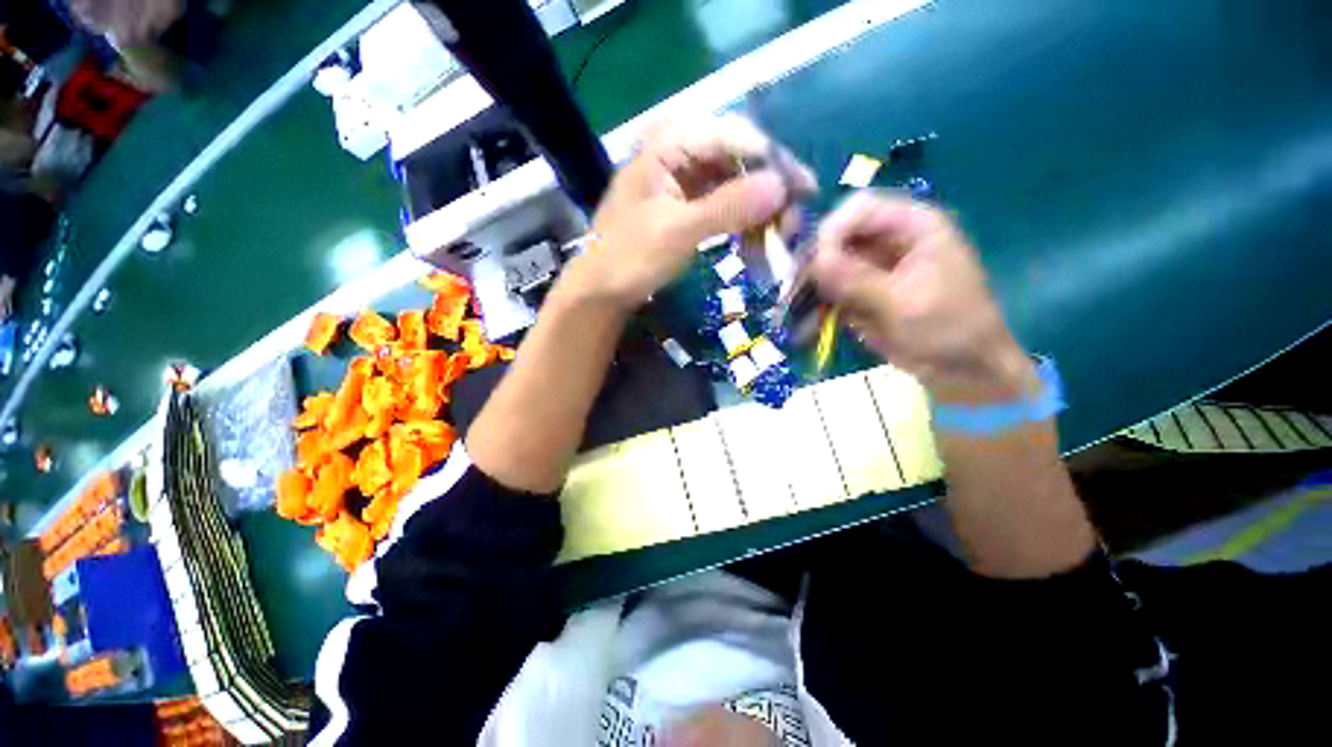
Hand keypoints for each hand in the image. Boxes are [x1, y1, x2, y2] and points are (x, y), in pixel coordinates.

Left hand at [565, 115, 814, 309]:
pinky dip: (743, 227)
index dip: (773, 162)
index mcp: (669, 145)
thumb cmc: (629, 258)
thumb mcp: (676, 232)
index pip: (734, 137)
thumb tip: (781, 186)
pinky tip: (756, 247)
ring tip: (779, 241)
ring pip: (736, 186)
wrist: (601, 290)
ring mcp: (684, 182)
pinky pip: (725, 208)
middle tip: (793, 224)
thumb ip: (726, 207)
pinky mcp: (688, 208)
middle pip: (738, 160)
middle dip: (769, 192)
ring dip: (760, 213)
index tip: (804, 191)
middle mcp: (679, 154)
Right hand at [811, 192, 1034, 403]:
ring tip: (793, 311)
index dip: (832, 231)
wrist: (961, 369)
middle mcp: (888, 239)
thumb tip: (816, 260)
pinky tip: (804, 325)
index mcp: (914, 225)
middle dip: (813, 263)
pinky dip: (815, 306)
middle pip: (837, 235)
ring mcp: (871, 267)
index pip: (860, 209)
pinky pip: (828, 291)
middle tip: (793, 291)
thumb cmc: (948, 329)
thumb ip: (858, 280)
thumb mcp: (904, 303)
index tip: (813, 265)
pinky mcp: (860, 291)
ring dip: (808, 287)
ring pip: (827, 265)